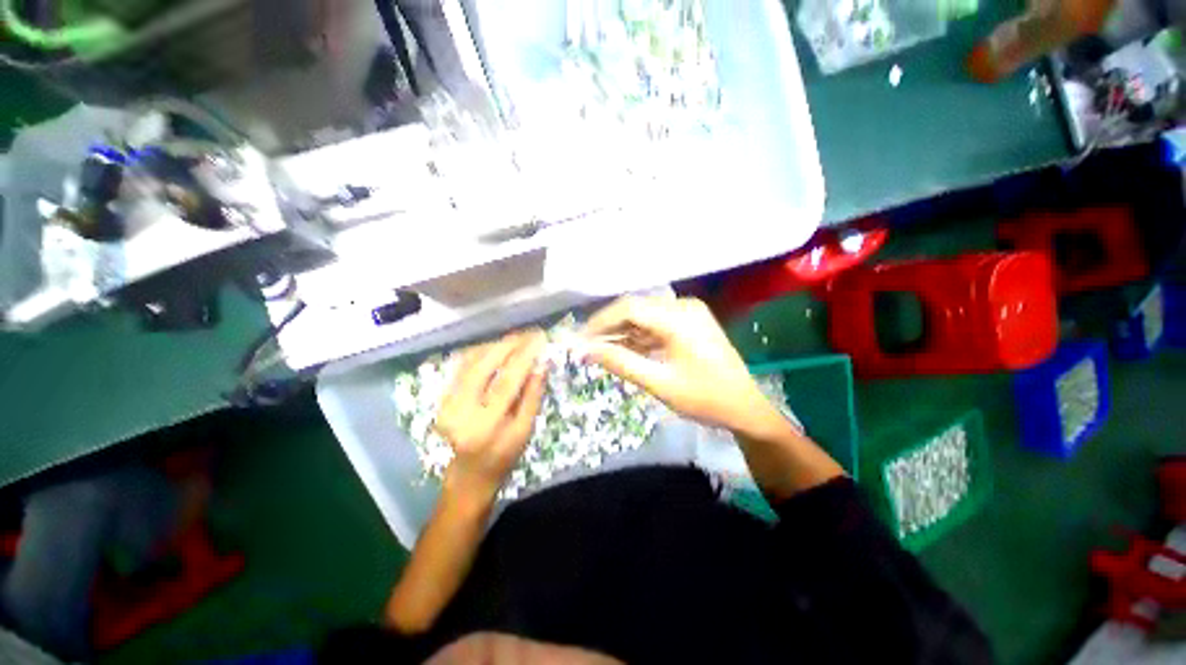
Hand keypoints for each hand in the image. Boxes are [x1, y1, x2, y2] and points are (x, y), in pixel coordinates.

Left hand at [434, 331, 548, 498]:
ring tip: (518, 338)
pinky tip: (498, 347)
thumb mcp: (525, 430)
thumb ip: (532, 396)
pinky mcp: (443, 397)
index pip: (505, 382)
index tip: (539, 339)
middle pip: (483, 366)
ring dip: (495, 345)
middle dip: (508, 344)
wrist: (469, 474)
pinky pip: (462, 365)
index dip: (523, 357)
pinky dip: (482, 351)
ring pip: (470, 362)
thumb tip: (541, 364)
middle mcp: (460, 411)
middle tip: (529, 333)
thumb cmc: (503, 456)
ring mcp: (447, 403)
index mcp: (485, 426)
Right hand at [583, 296, 783, 436]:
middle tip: (586, 348)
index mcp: (679, 318)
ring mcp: (688, 313)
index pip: (629, 309)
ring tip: (601, 352)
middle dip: (609, 328)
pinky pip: (656, 325)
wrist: (746, 409)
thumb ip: (620, 363)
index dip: (600, 322)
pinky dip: (638, 337)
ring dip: (622, 333)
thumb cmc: (705, 399)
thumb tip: (585, 350)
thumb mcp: (659, 383)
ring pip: (644, 317)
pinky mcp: (689, 323)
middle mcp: (683, 307)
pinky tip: (624, 351)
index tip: (580, 340)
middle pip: (635, 309)